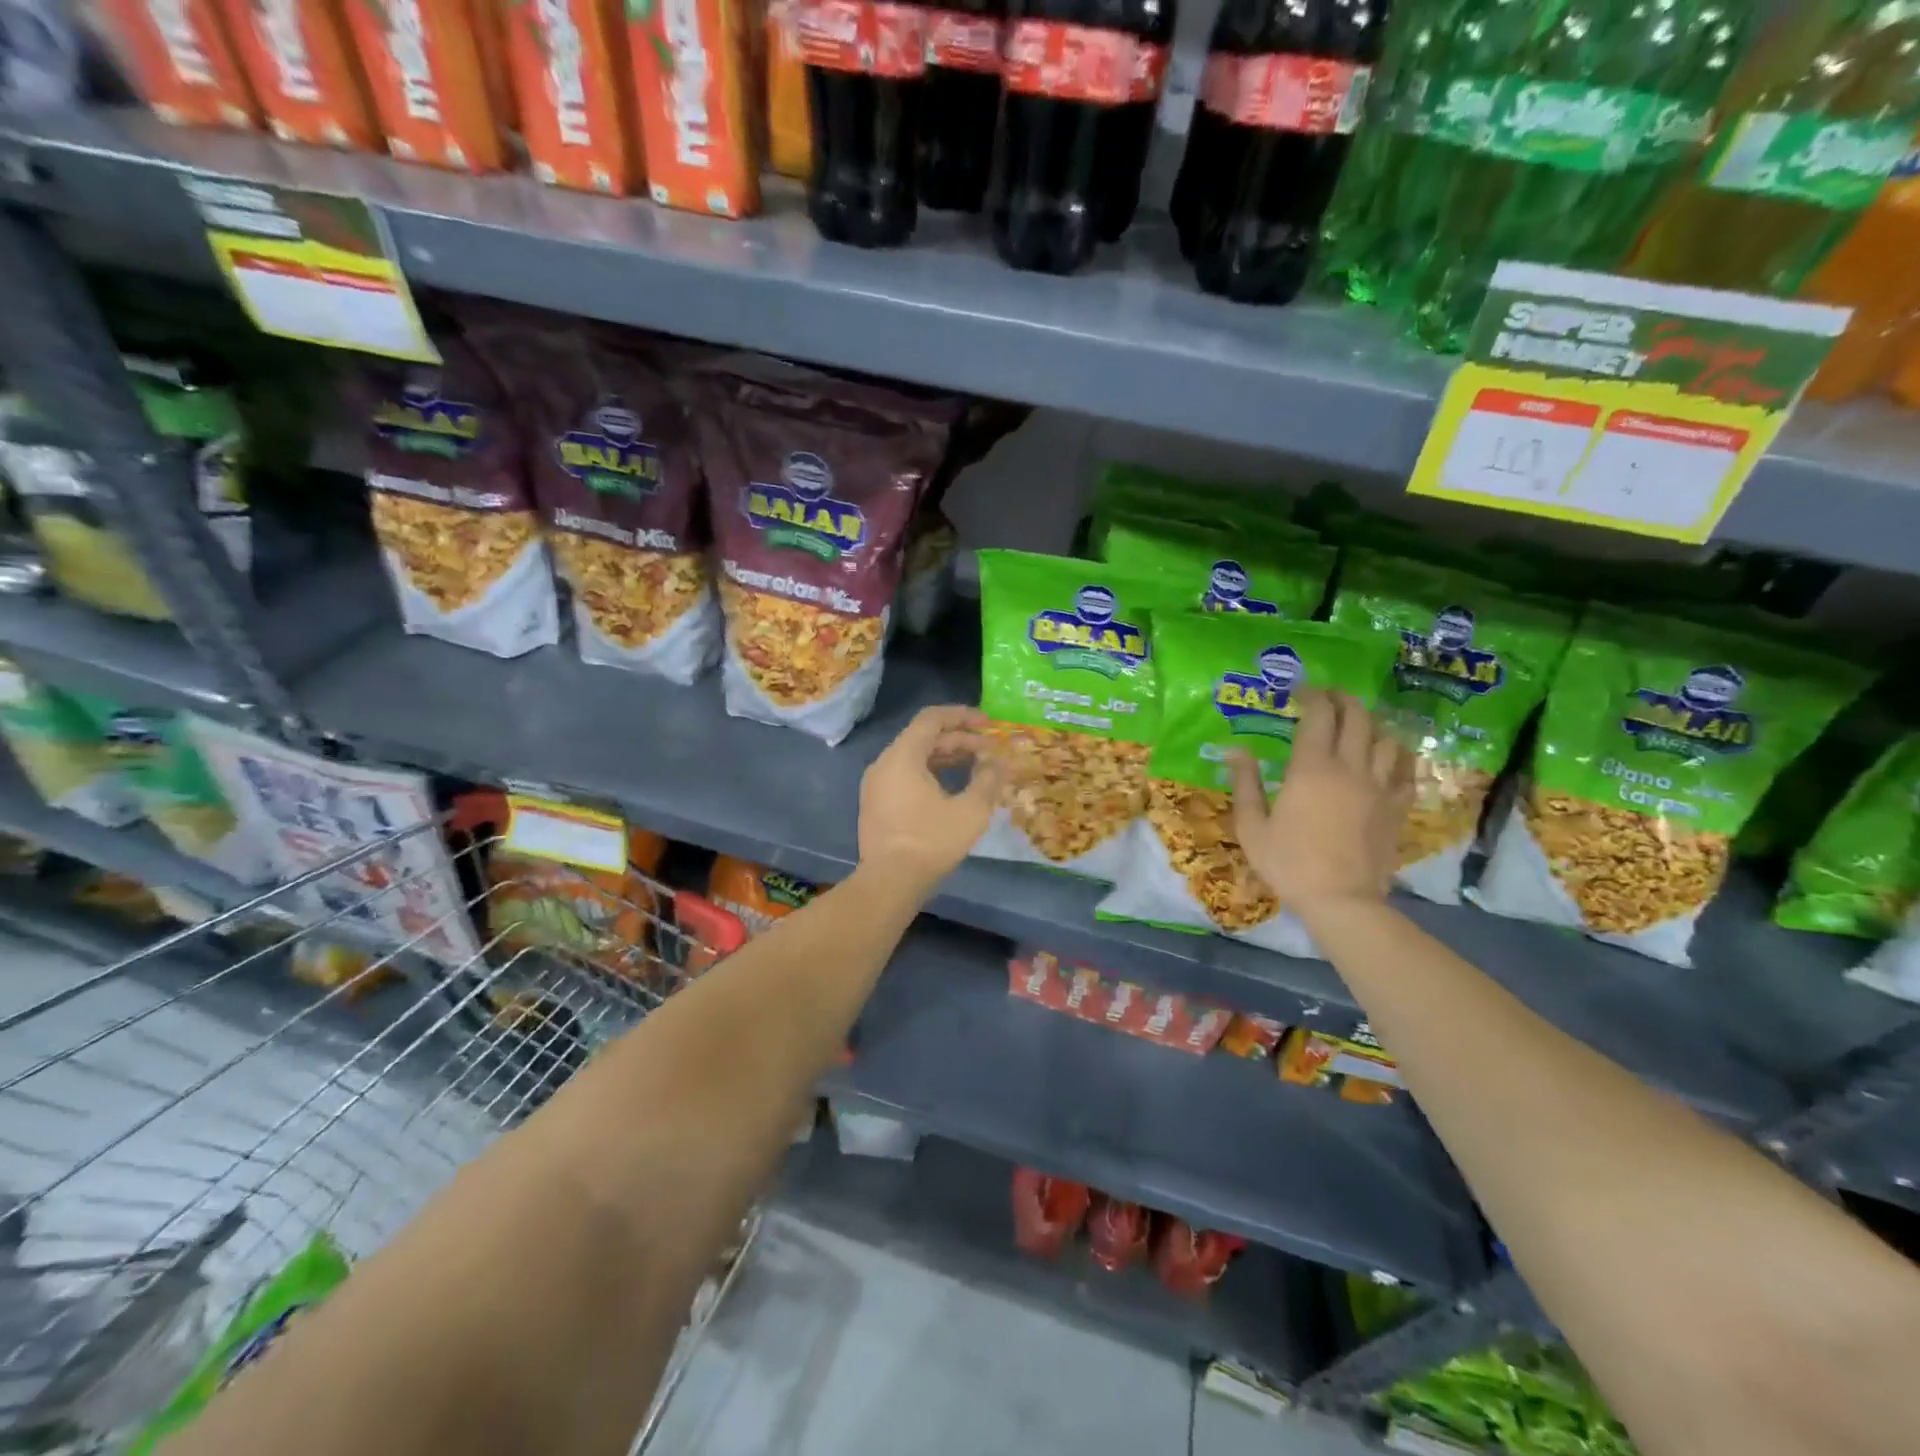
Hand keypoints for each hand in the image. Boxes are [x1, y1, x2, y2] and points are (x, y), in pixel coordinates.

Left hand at [858, 705, 1004, 892]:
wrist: (889, 883)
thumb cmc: (931, 841)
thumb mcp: (970, 810)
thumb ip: (988, 780)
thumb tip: (999, 762)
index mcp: (902, 756)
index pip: (932, 719)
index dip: (962, 716)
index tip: (988, 723)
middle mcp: (884, 764)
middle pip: (923, 738)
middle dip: (959, 740)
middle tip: (989, 750)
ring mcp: (876, 786)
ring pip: (915, 758)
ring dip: (947, 758)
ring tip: (977, 768)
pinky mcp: (876, 805)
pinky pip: (906, 776)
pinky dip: (931, 774)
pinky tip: (953, 790)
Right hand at [1229, 689, 1412, 919]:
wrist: (1341, 900)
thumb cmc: (1289, 863)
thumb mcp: (1252, 826)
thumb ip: (1245, 784)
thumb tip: (1235, 751)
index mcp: (1311, 769)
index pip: (1318, 716)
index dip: (1311, 696)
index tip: (1300, 691)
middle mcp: (1350, 768)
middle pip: (1357, 717)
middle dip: (1343, 700)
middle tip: (1329, 698)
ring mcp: (1379, 787)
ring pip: (1386, 738)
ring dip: (1371, 724)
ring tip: (1357, 725)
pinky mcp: (1397, 807)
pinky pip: (1405, 770)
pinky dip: (1397, 755)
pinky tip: (1387, 756)